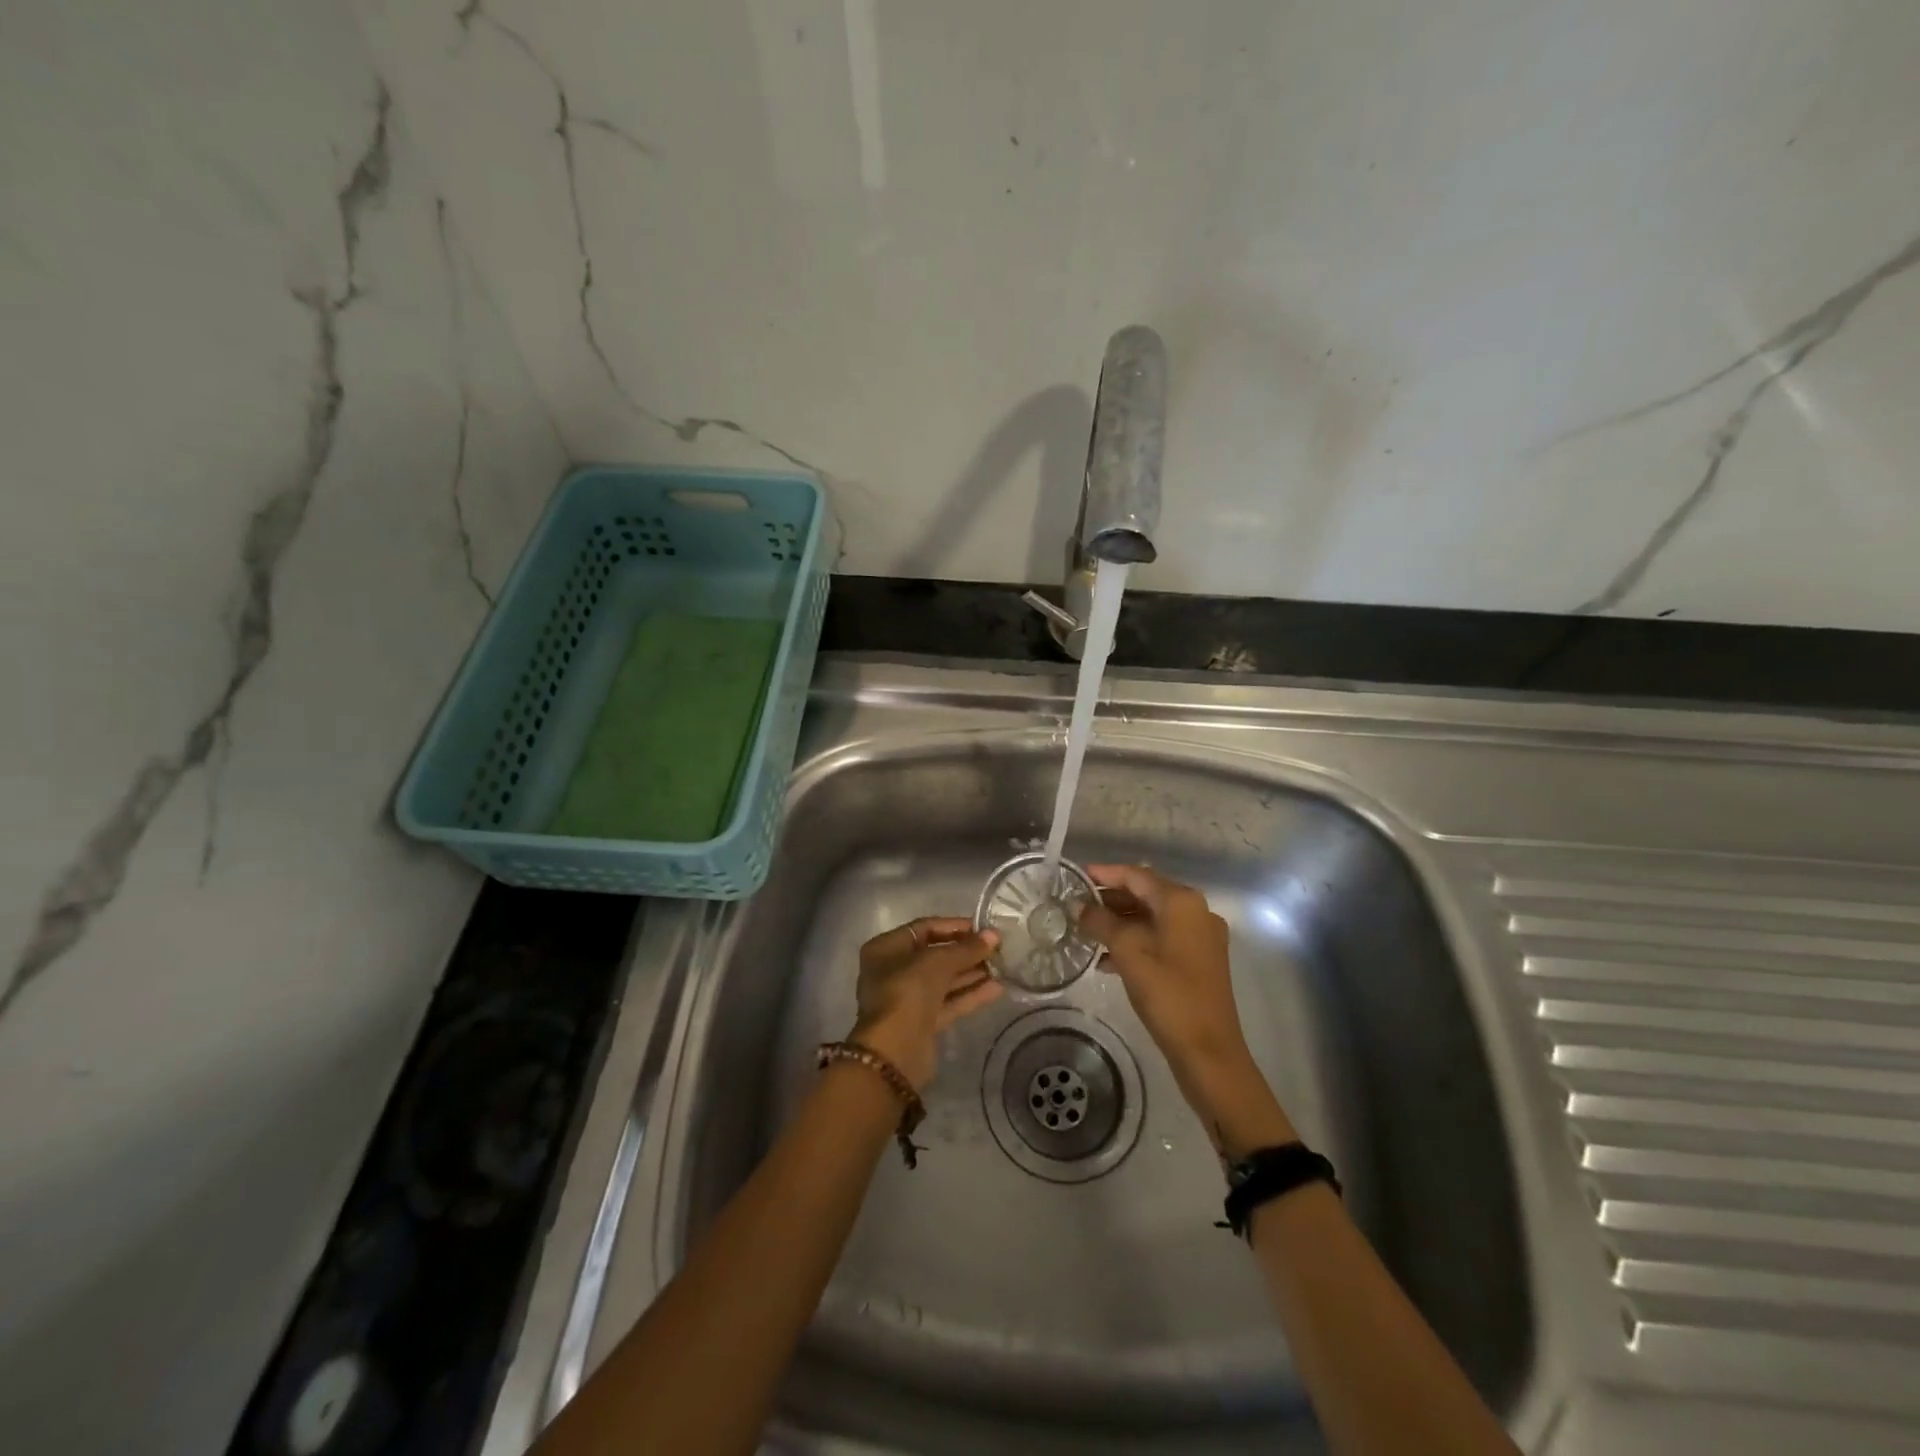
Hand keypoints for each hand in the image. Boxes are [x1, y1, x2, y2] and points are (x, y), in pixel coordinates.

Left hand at [850, 917, 1002, 1090]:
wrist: (894, 1052)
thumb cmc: (907, 992)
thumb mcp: (938, 962)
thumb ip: (966, 948)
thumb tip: (994, 935)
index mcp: (887, 948)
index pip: (924, 928)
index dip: (954, 926)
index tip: (983, 928)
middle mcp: (894, 970)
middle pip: (935, 955)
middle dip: (966, 952)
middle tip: (998, 949)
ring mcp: (908, 998)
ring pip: (944, 980)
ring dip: (972, 973)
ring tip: (1003, 966)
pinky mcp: (923, 1022)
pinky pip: (949, 1002)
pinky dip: (970, 994)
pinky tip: (998, 988)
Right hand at [1079, 866, 1294, 1153]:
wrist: (1209, 1052)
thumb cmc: (1168, 995)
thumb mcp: (1128, 953)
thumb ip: (1101, 923)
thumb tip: (1079, 906)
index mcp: (1182, 902)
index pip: (1137, 875)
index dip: (1105, 874)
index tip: (1076, 876)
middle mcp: (1196, 912)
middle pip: (1146, 894)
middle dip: (1110, 899)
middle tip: (1076, 906)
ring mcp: (1201, 938)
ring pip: (1153, 918)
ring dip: (1121, 922)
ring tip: (1086, 931)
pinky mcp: (1199, 962)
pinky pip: (1161, 939)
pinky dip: (1136, 942)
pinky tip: (1107, 959)